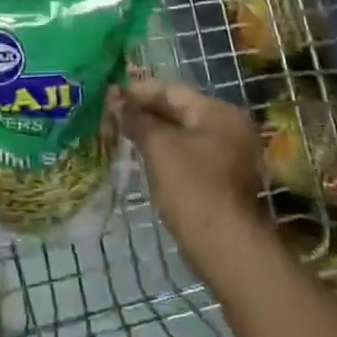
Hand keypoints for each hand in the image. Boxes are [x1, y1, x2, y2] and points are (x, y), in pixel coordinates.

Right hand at [108, 78, 264, 246]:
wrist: (225, 247)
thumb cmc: (192, 187)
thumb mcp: (158, 146)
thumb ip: (136, 117)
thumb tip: (115, 96)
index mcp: (218, 111)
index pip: (171, 89)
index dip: (137, 91)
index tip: (107, 97)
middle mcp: (228, 127)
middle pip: (178, 109)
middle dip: (143, 112)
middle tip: (109, 117)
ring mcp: (228, 154)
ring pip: (181, 133)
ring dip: (151, 133)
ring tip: (118, 135)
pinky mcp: (221, 179)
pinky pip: (187, 154)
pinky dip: (164, 152)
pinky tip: (141, 158)